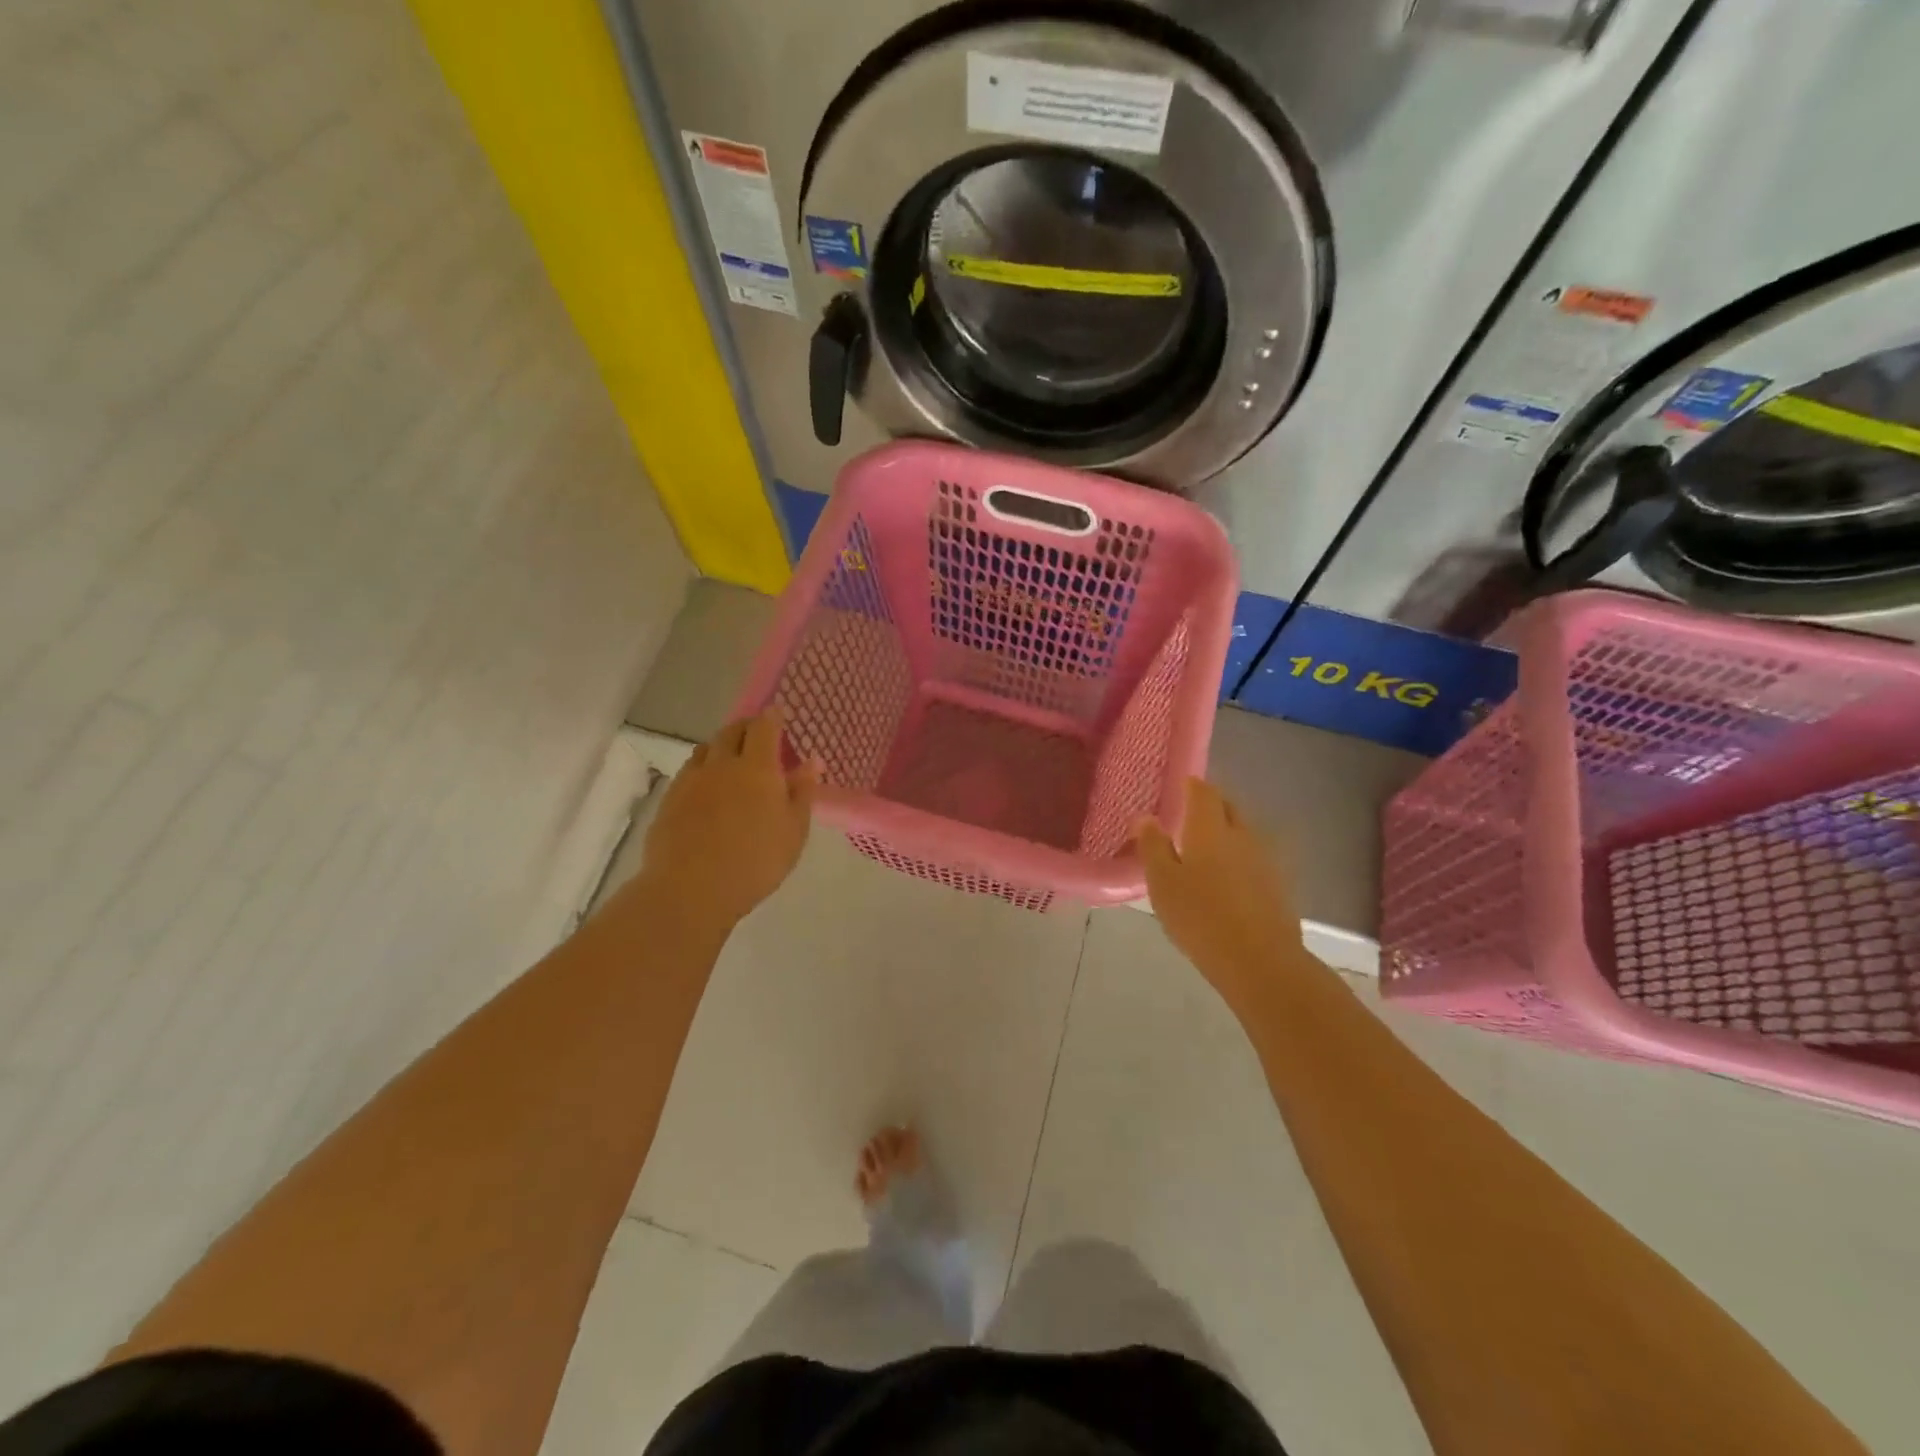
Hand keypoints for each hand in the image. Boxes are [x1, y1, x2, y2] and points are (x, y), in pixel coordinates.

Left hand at [641, 708, 817, 927]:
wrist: (691, 889)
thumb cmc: (755, 861)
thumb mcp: (793, 831)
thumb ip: (802, 792)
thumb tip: (811, 761)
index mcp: (757, 767)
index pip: (764, 727)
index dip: (772, 717)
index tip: (778, 715)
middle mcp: (721, 764)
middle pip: (731, 731)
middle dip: (746, 727)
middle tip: (758, 736)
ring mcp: (690, 781)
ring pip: (706, 749)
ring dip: (721, 746)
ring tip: (731, 759)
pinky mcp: (669, 800)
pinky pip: (688, 772)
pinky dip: (702, 769)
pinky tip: (707, 789)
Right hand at [1136, 778, 1304, 1009]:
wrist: (1260, 961)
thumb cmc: (1200, 917)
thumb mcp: (1162, 883)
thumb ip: (1153, 846)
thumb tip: (1145, 817)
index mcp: (1210, 828)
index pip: (1204, 792)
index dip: (1192, 786)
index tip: (1181, 786)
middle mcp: (1242, 835)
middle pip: (1228, 808)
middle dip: (1211, 806)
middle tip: (1189, 815)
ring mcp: (1266, 860)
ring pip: (1244, 833)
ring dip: (1227, 833)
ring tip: (1206, 849)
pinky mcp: (1279, 885)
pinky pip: (1255, 859)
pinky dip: (1240, 859)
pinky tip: (1229, 878)